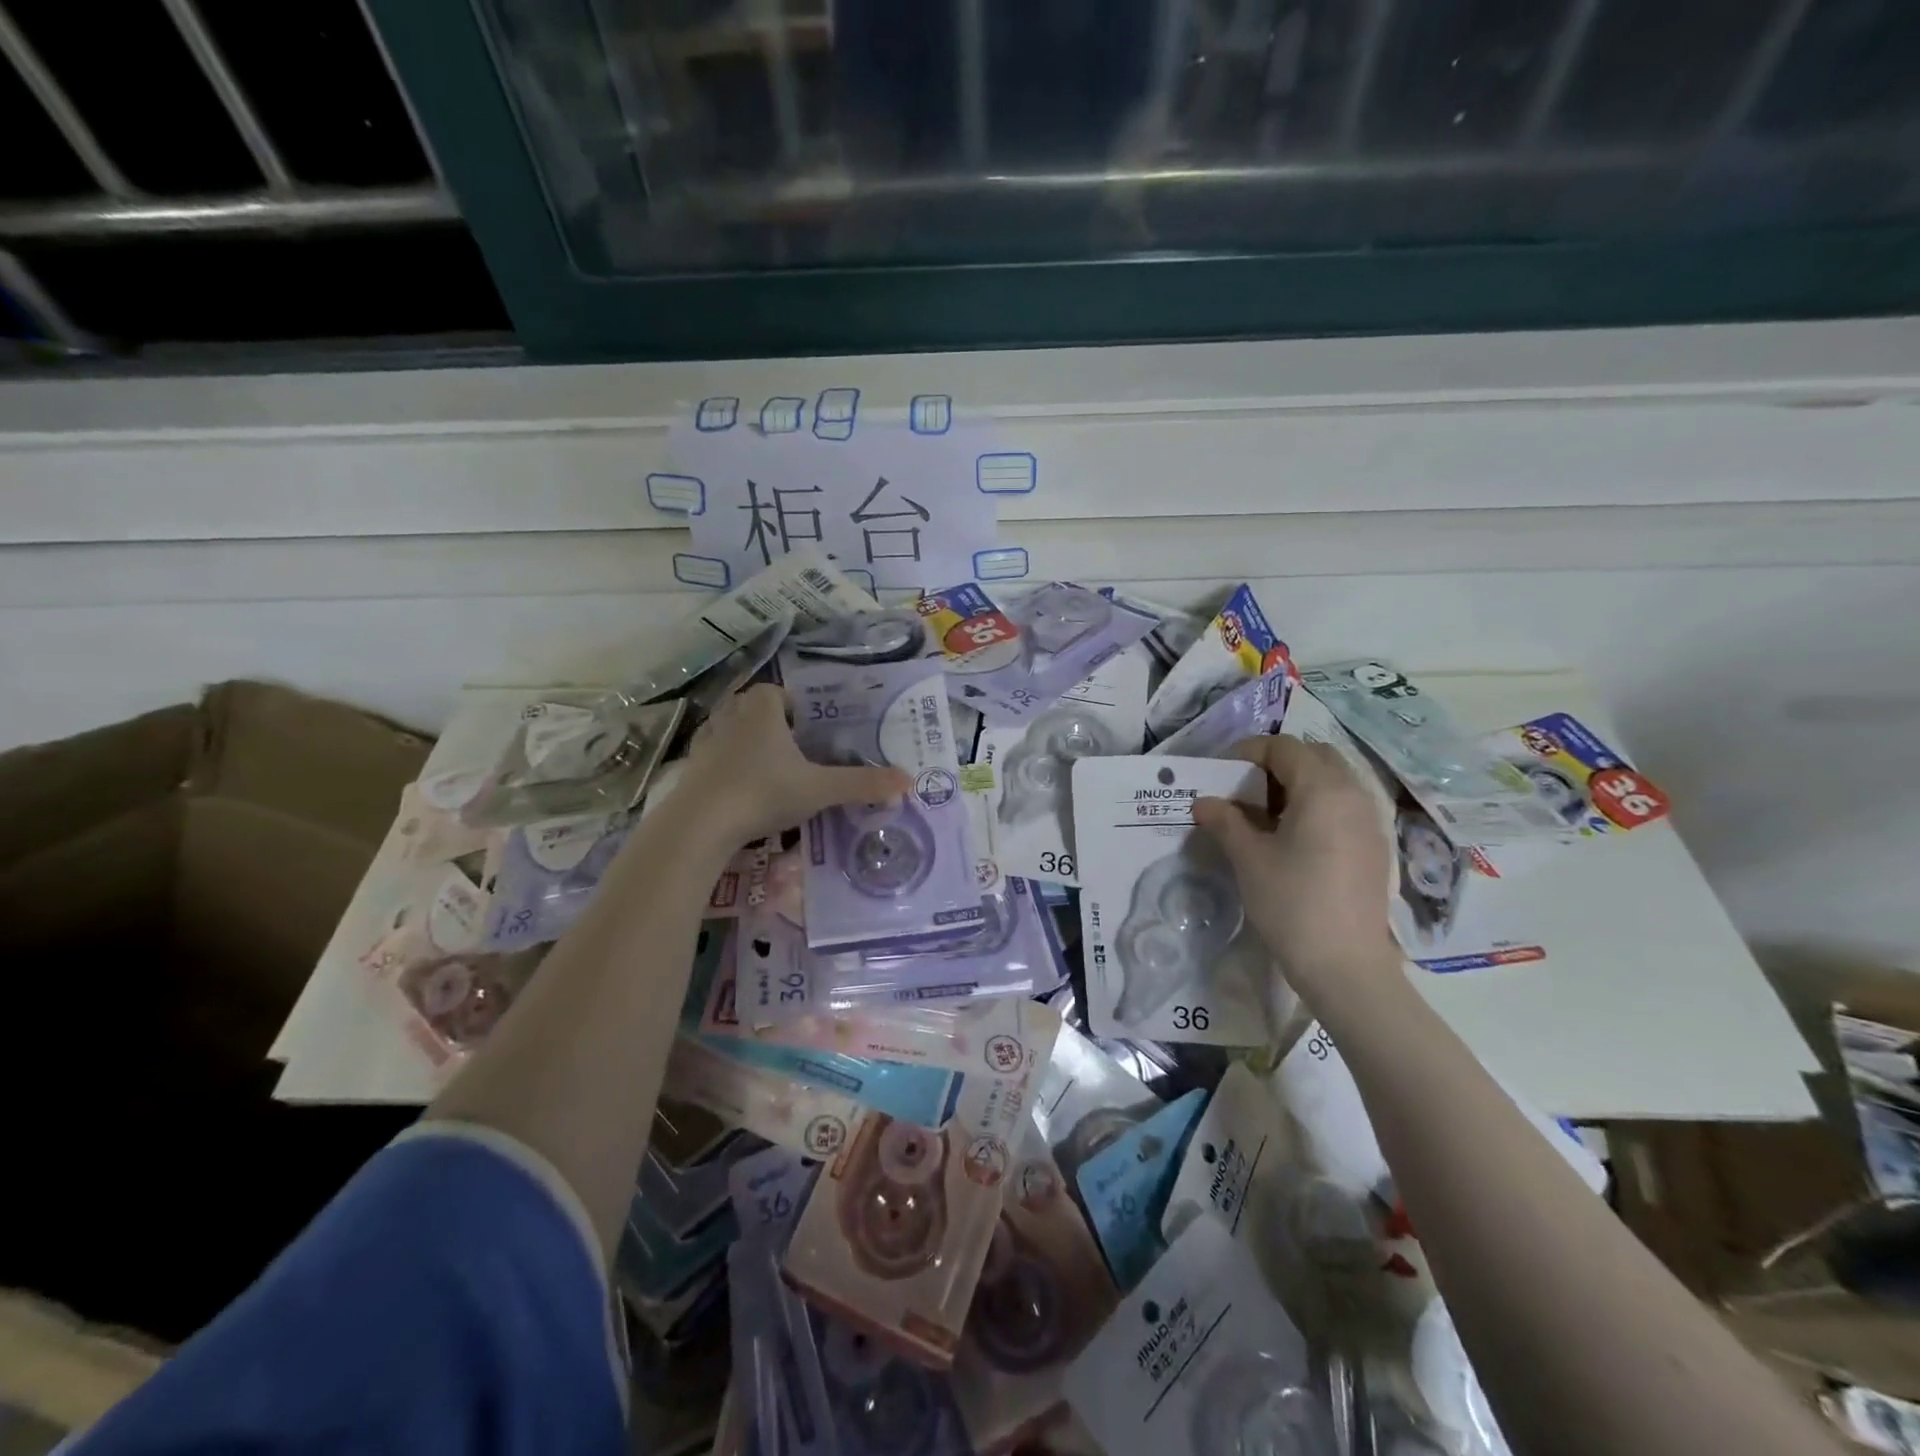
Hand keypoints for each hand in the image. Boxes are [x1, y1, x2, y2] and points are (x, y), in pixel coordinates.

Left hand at [680, 683, 909, 845]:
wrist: (701, 824)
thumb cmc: (764, 792)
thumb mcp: (820, 789)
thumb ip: (862, 784)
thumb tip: (907, 781)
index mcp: (762, 709)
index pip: (776, 691)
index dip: (793, 704)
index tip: (809, 729)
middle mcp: (731, 715)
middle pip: (752, 707)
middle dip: (771, 722)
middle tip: (794, 750)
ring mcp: (706, 741)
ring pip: (729, 730)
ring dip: (746, 742)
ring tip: (769, 768)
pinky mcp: (691, 768)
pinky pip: (713, 757)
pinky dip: (726, 766)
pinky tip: (741, 790)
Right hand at [1192, 735, 1400, 993]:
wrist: (1345, 965)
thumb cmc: (1292, 904)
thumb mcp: (1248, 858)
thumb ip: (1225, 821)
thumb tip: (1204, 802)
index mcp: (1323, 790)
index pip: (1285, 747)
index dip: (1250, 751)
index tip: (1222, 773)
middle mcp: (1354, 795)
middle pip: (1314, 756)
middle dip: (1277, 763)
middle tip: (1245, 789)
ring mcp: (1371, 821)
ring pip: (1332, 780)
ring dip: (1297, 784)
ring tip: (1264, 815)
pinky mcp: (1375, 846)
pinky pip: (1344, 806)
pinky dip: (1316, 805)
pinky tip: (1293, 838)